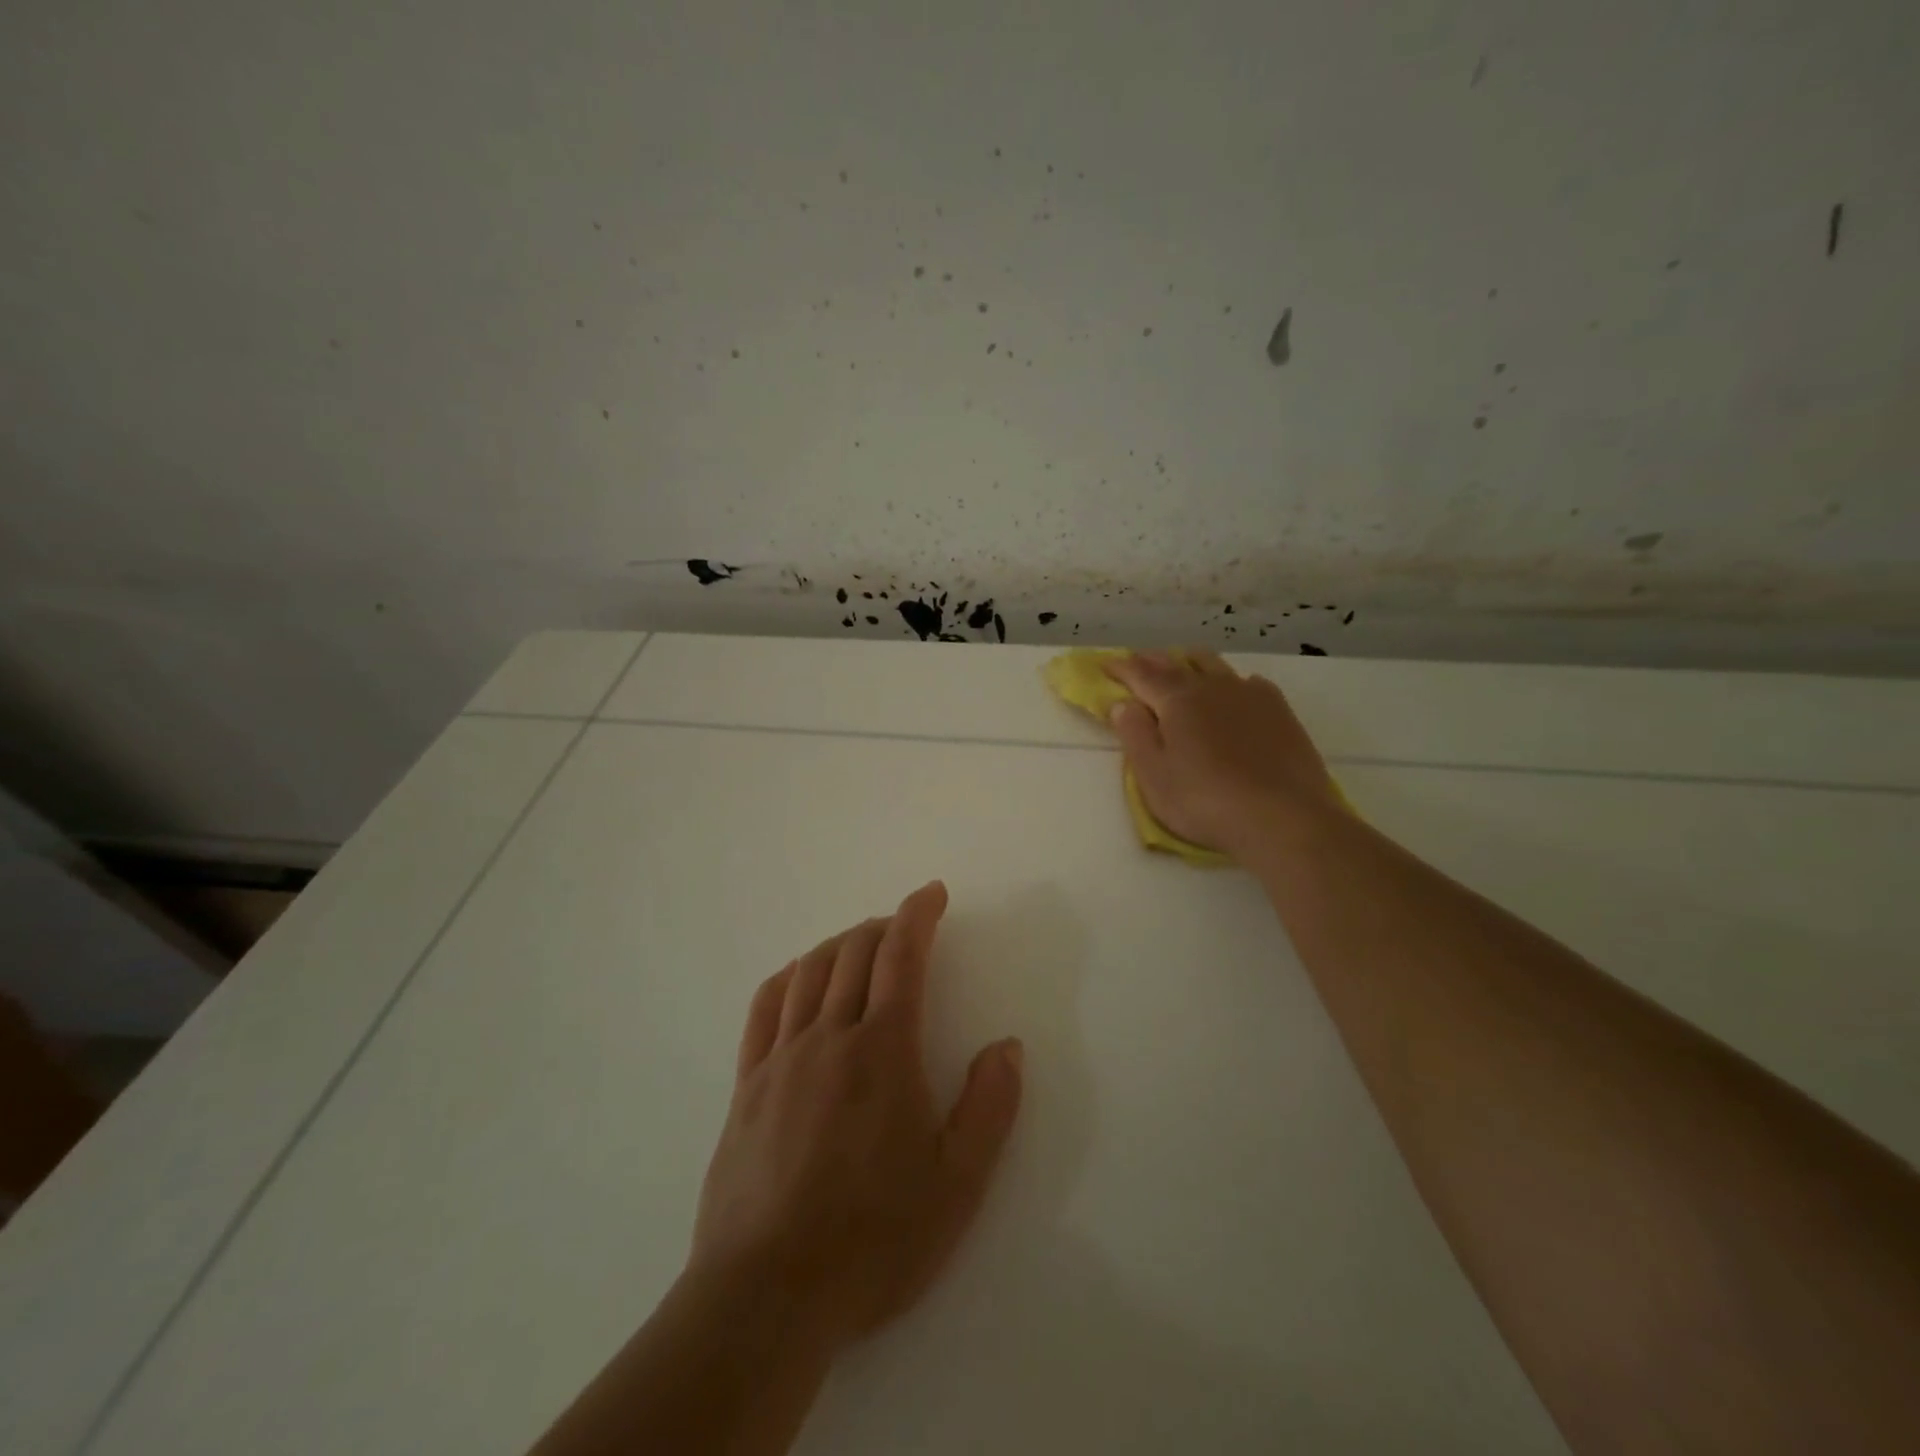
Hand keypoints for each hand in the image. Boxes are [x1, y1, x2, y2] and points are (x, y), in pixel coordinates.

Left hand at [689, 882, 1023, 1351]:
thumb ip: (988, 1108)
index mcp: (883, 1050)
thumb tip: (1006, 1046)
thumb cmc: (872, 1240)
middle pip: (854, 953)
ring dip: (839, 943)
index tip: (932, 892)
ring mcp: (781, 1058)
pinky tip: (798, 980)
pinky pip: (764, 1008)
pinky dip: (788, 977)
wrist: (766, 1296)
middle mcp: (829, 1036)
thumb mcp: (956, 1185)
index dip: (918, 914)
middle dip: (883, 926)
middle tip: (905, 926)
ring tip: (860, 945)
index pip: (901, 956)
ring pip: (809, 971)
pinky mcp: (747, 1085)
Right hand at [1103, 651, 1340, 859]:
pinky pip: (1248, 682)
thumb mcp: (1155, 776)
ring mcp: (1250, 695)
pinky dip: (1230, 682)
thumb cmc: (1206, 801)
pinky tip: (1234, 692)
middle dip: (1152, 661)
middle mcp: (1212, 687)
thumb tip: (1123, 704)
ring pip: (1214, 666)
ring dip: (1191, 663)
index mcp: (1177, 700)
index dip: (1121, 667)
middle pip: (1177, 664)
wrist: (1285, 818)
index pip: (1141, 675)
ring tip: (1182, 666)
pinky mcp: (1279, 711)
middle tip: (1136, 662)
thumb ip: (1135, 735)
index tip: (1105, 664)